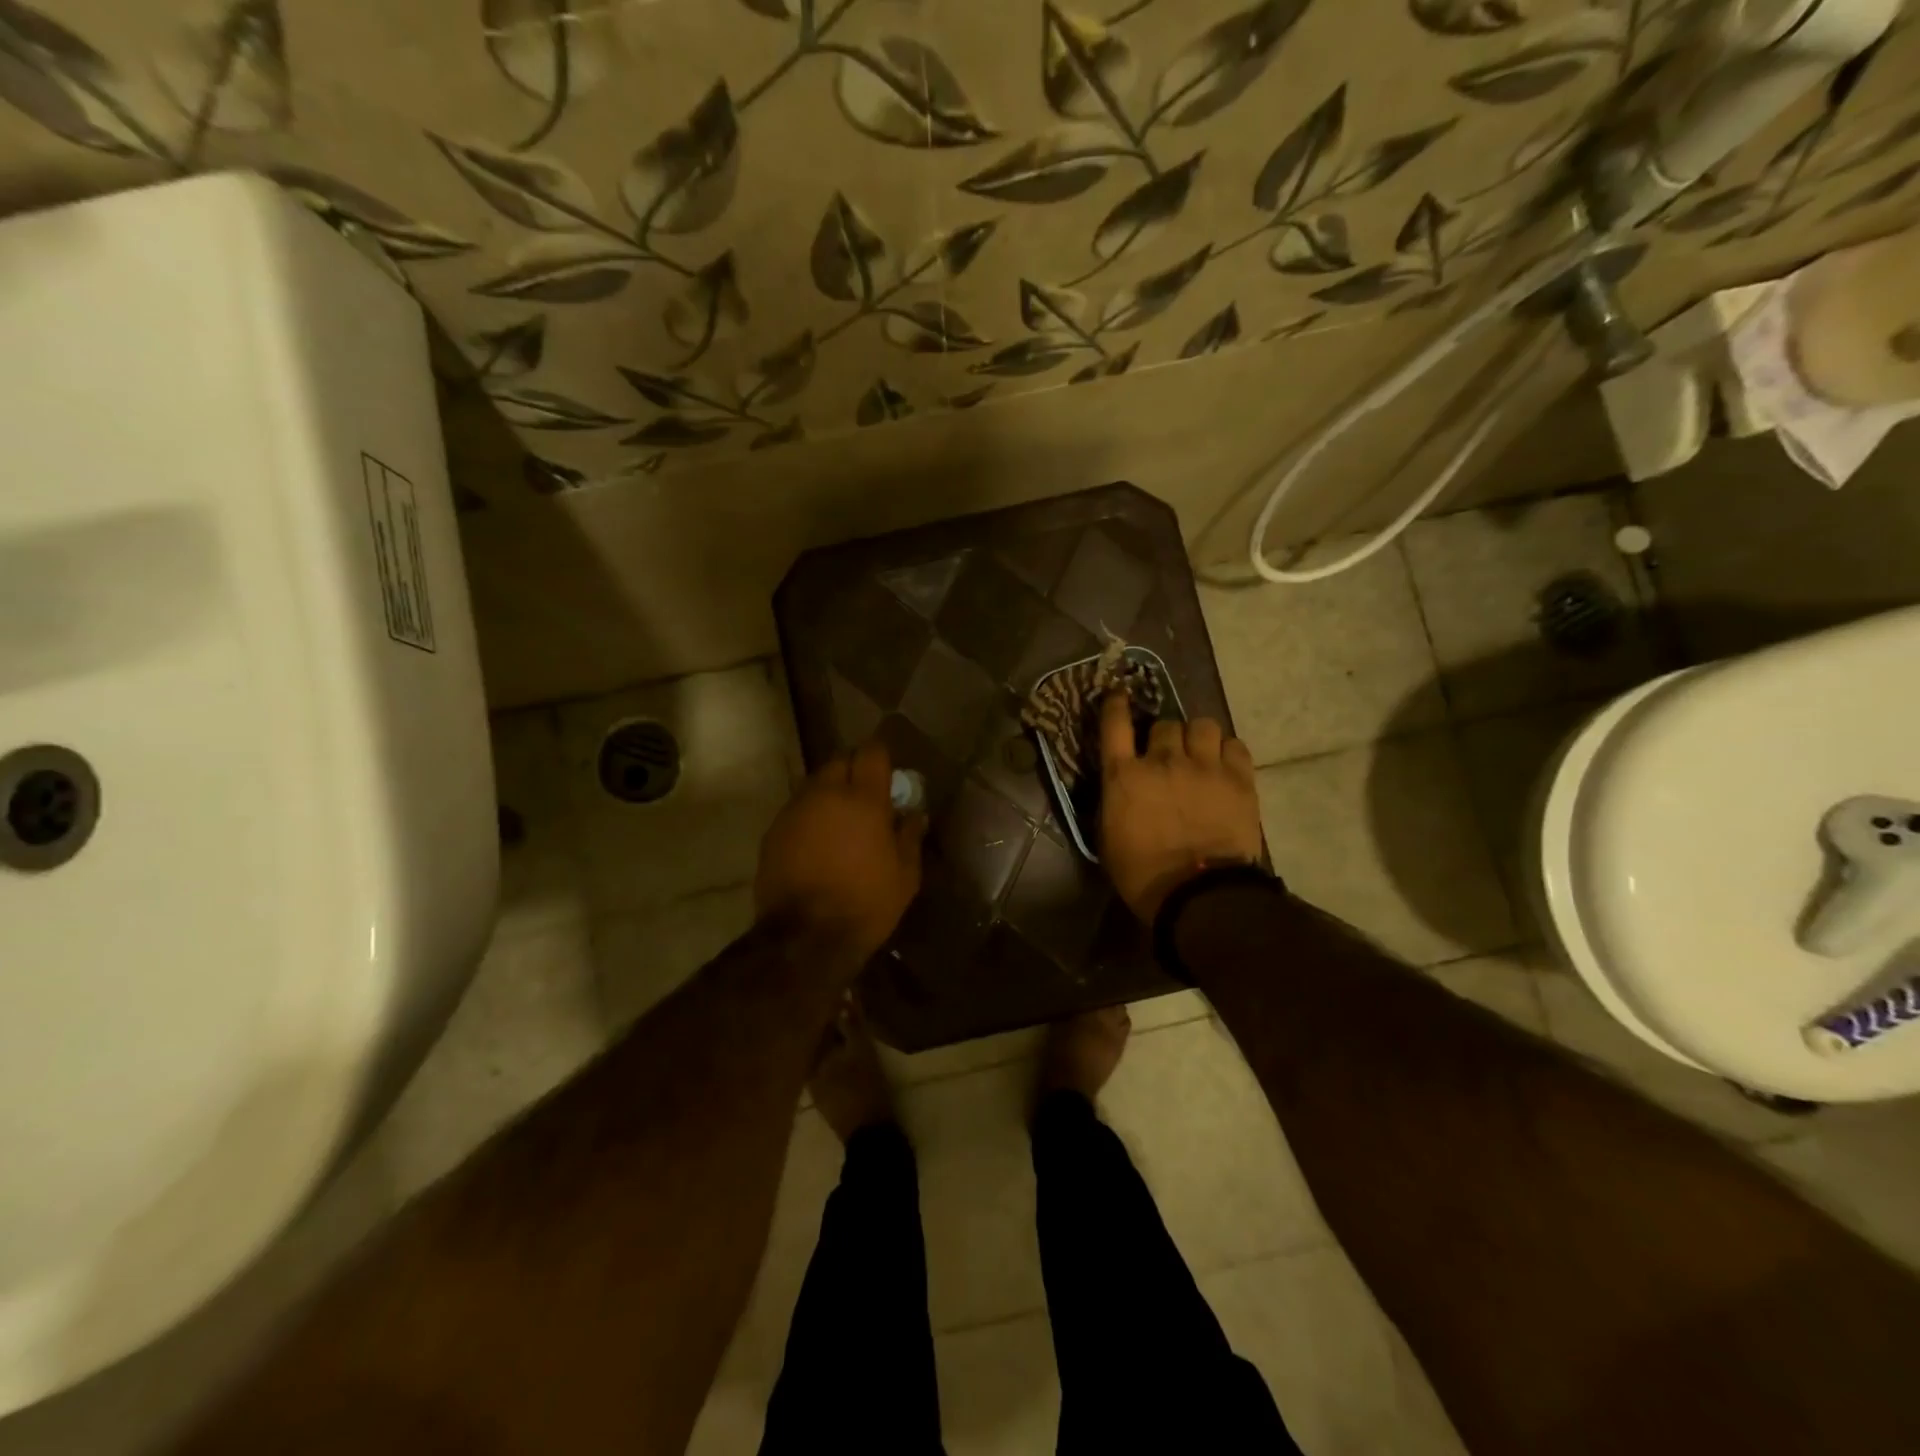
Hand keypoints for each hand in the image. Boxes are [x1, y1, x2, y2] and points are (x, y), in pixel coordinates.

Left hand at [756, 741, 926, 964]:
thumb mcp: (905, 875)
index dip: (881, 756)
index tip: (889, 771)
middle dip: (853, 770)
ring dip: (829, 792)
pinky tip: (818, 841)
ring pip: (814, 784)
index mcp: (863, 799)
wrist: (805, 938)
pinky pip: (797, 809)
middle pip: (839, 761)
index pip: (871, 752)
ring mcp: (795, 811)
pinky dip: (810, 815)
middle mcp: (825, 794)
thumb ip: (910, 836)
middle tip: (866, 795)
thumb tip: (914, 814)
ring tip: (841, 819)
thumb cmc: (866, 904)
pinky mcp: (774, 831)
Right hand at [1098, 693, 1261, 923]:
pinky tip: (1225, 765)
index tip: (1119, 693)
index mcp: (1124, 776)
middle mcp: (1162, 761)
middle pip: (1165, 724)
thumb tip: (1120, 785)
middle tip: (1169, 754)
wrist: (1199, 894)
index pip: (1115, 724)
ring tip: (1201, 753)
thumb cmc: (1143, 873)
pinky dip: (1227, 751)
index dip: (1116, 704)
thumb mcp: (1108, 836)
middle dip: (1164, 737)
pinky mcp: (1238, 778)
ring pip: (1202, 725)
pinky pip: (1235, 744)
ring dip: (1197, 737)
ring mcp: (1203, 766)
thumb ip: (1114, 800)